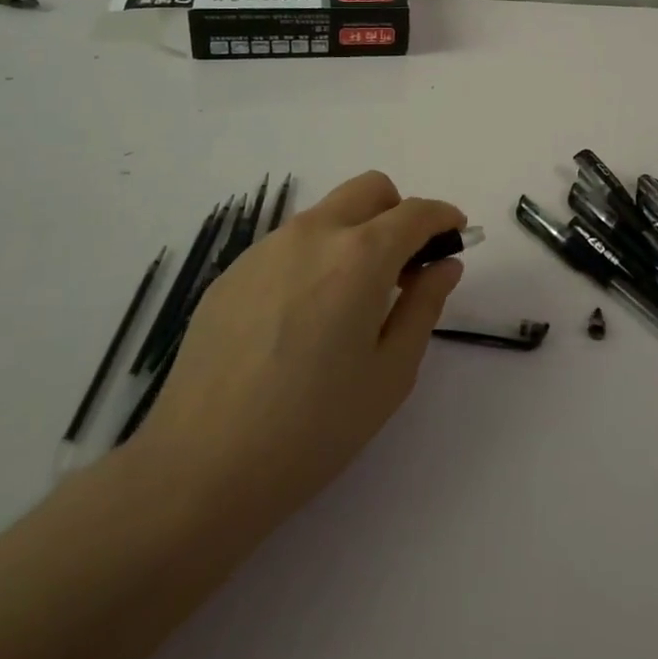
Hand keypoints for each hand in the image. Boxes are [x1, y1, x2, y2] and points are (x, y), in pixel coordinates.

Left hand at [131, 171, 465, 522]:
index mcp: (359, 256)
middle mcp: (312, 235)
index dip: (444, 218)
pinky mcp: (232, 272)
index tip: (456, 235)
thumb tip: (444, 265)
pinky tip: (301, 319)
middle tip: (404, 267)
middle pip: (370, 190)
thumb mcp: (391, 373)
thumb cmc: (314, 428)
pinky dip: (314, 258)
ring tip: (350, 300)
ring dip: (355, 234)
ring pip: (327, 214)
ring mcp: (265, 249)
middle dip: (399, 213)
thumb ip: (425, 306)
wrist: (200, 468)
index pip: (415, 212)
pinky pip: (288, 244)